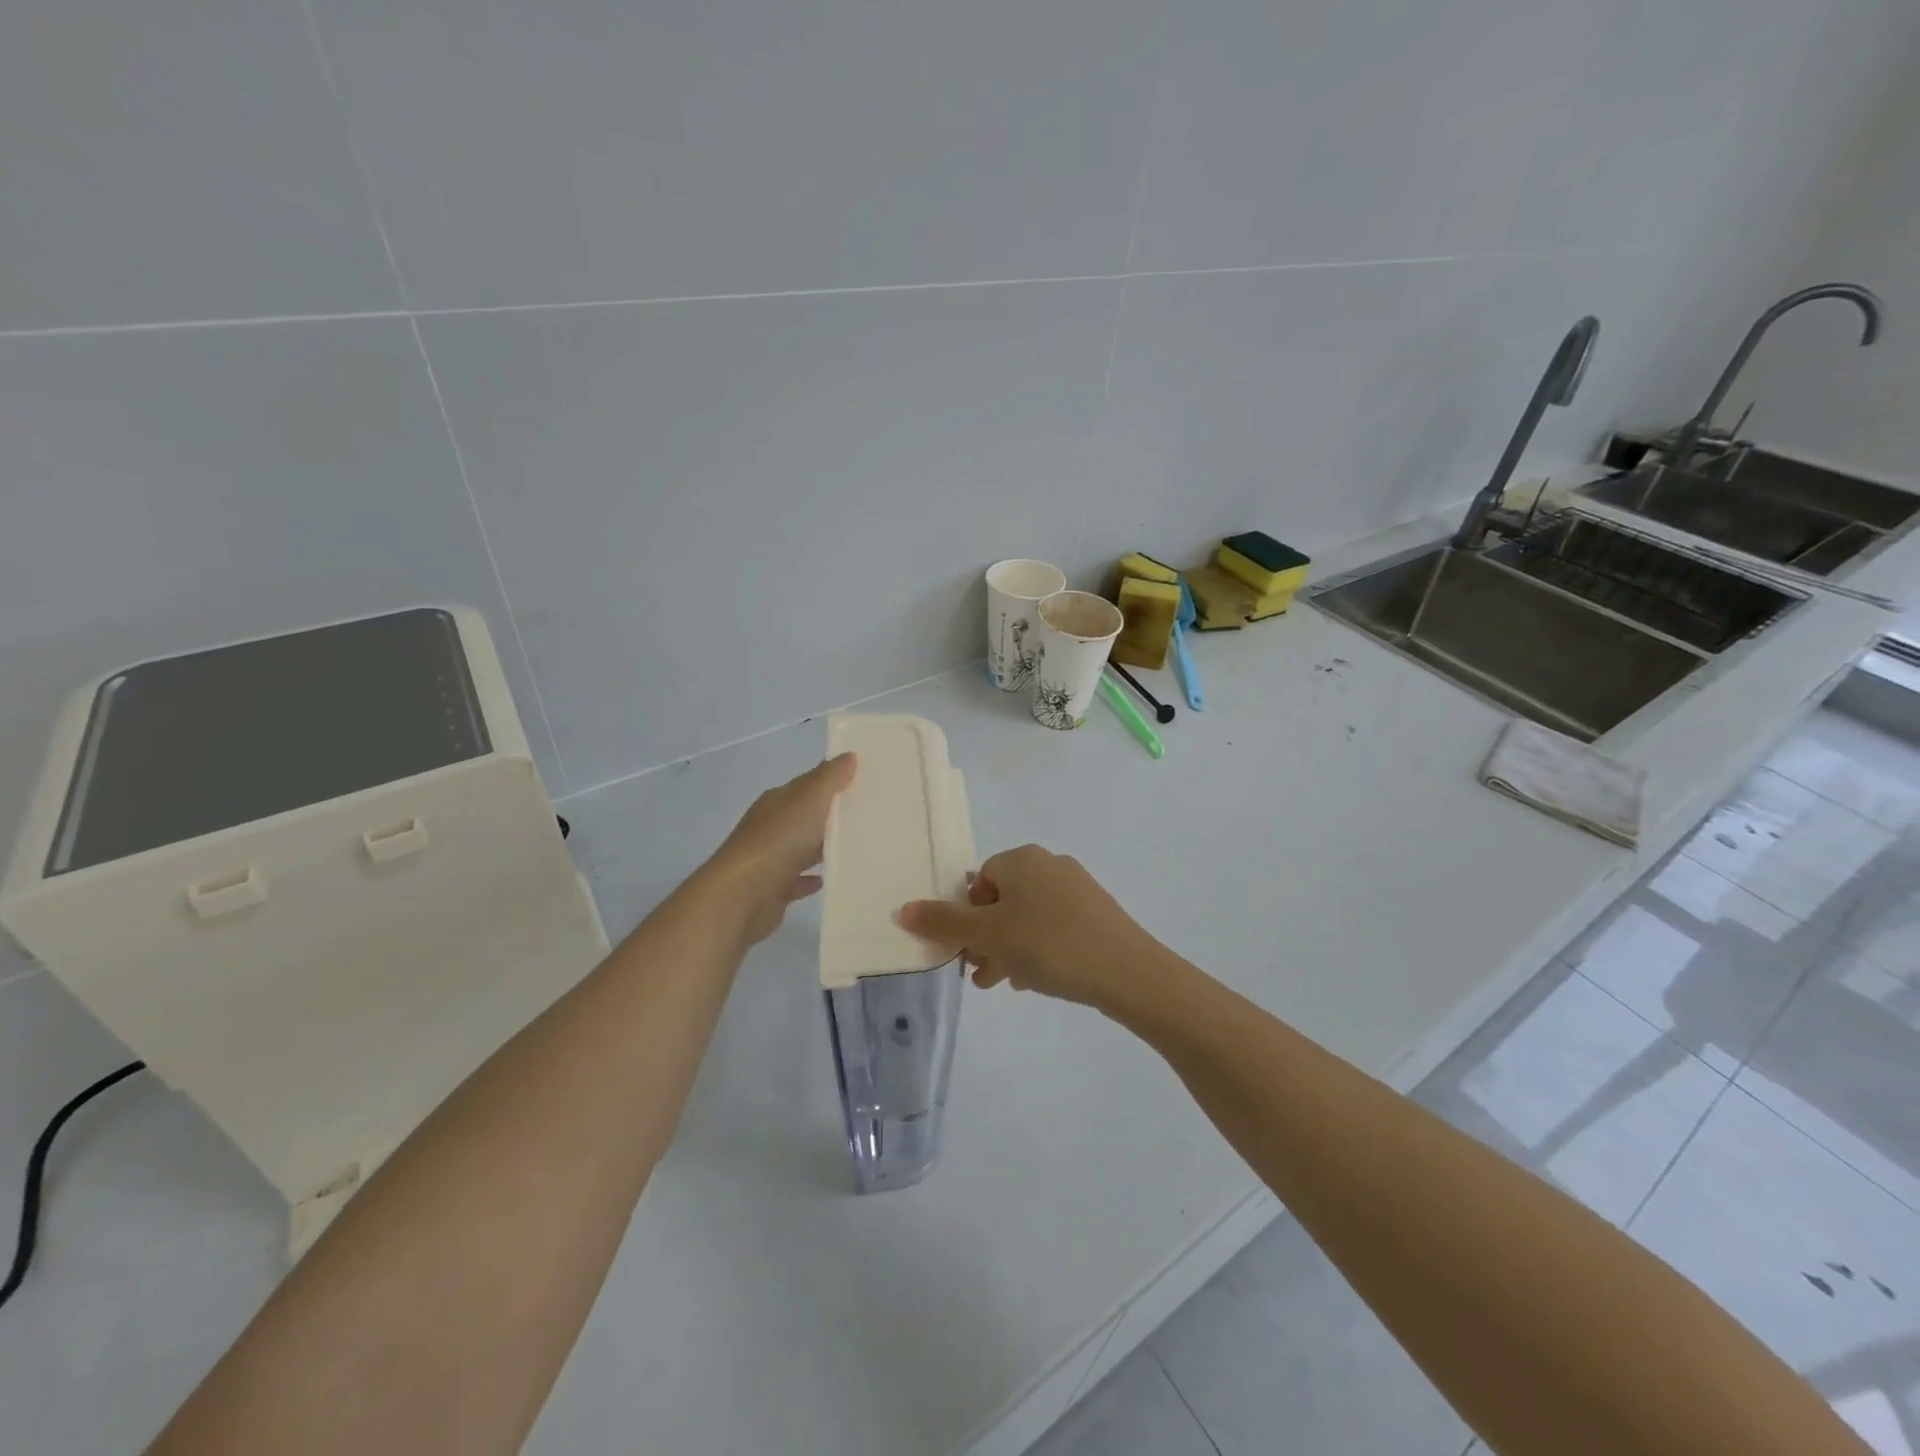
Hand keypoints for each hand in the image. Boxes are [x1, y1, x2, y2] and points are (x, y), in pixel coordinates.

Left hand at [705, 754, 855, 945]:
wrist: (741, 896)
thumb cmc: (778, 841)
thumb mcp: (808, 800)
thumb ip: (829, 778)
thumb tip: (848, 755)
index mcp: (777, 802)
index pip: (807, 784)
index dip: (832, 780)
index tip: (863, 780)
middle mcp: (771, 827)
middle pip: (805, 816)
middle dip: (831, 814)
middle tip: (869, 815)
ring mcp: (770, 859)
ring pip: (802, 848)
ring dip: (823, 847)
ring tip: (856, 847)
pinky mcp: (773, 889)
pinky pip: (797, 880)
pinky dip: (811, 878)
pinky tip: (831, 879)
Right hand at [899, 845, 1165, 1011]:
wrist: (1127, 971)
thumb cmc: (1050, 945)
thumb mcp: (988, 935)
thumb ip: (943, 923)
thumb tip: (902, 909)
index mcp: (1022, 859)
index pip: (979, 881)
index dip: (967, 916)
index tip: (967, 951)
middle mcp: (1050, 864)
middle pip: (1002, 900)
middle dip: (986, 938)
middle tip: (981, 975)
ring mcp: (1078, 888)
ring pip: (1027, 917)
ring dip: (1009, 948)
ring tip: (1006, 983)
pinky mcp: (1096, 913)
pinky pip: (1053, 927)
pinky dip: (1038, 949)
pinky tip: (1038, 980)